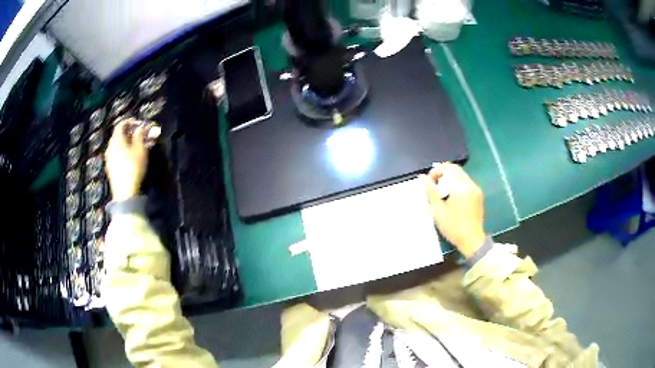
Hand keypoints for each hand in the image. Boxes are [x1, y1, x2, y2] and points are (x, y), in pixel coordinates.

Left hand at [105, 119, 147, 201]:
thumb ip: (140, 135)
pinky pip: (118, 155)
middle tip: (143, 136)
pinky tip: (133, 158)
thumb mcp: (140, 149)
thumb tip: (141, 127)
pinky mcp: (111, 169)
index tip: (141, 124)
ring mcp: (109, 159)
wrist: (125, 193)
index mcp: (116, 140)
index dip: (132, 122)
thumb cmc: (133, 167)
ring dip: (129, 144)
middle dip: (132, 134)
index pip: (122, 124)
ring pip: (119, 146)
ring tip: (140, 148)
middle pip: (120, 135)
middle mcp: (110, 147)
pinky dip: (125, 152)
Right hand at [421, 162, 485, 257]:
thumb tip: (422, 177)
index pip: (448, 167)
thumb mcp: (438, 210)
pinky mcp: (478, 195)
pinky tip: (451, 198)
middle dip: (443, 174)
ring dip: (450, 179)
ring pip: (461, 176)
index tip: (429, 181)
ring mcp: (476, 189)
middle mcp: (470, 184)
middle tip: (434, 186)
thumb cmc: (453, 227)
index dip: (436, 171)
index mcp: (461, 187)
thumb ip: (430, 191)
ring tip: (441, 193)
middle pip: (455, 170)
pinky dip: (457, 185)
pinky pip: (466, 183)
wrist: (472, 240)